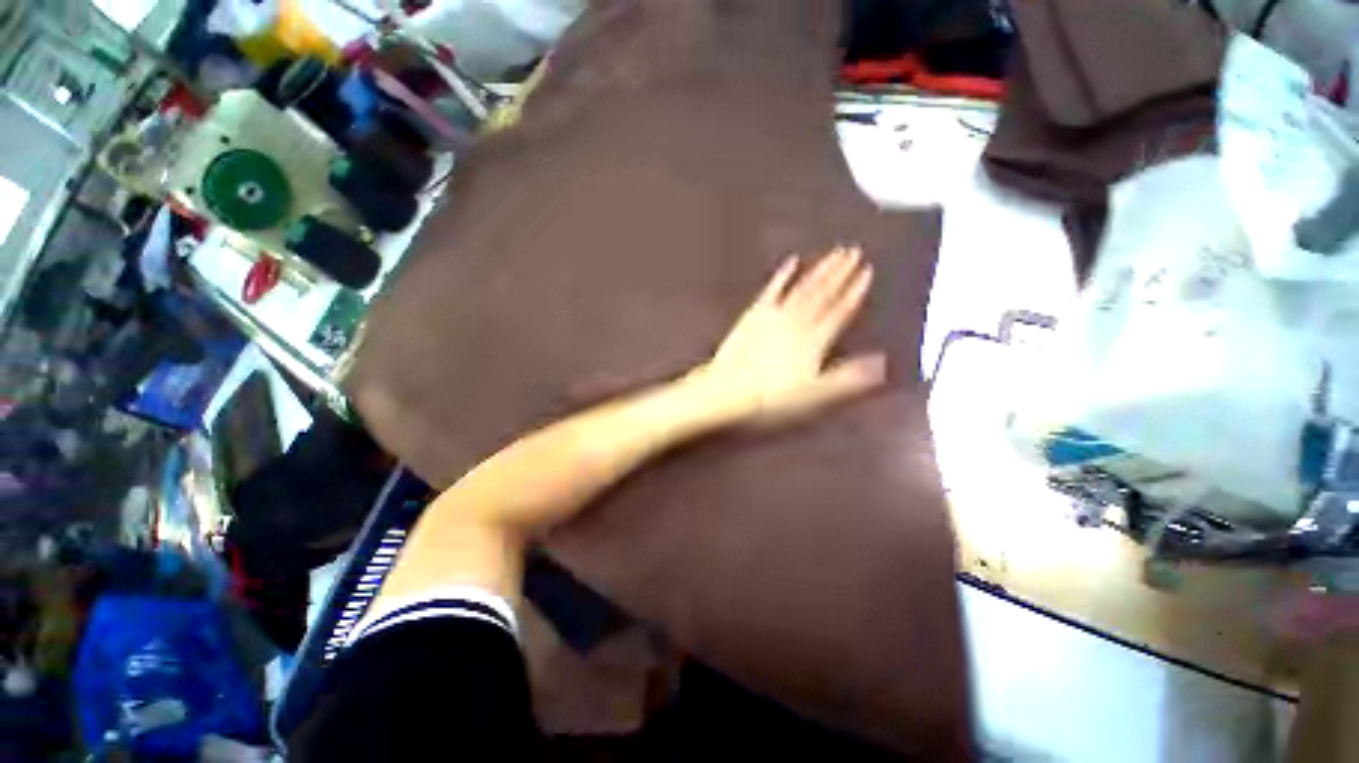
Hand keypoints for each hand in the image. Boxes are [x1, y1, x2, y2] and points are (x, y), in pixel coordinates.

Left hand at [690, 246, 887, 427]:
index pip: (839, 311)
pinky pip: (772, 289)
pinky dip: (783, 275)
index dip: (854, 291)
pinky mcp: (754, 314)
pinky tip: (792, 261)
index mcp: (813, 339)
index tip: (867, 271)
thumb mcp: (814, 394)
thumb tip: (881, 363)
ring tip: (835, 252)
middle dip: (840, 272)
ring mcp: (774, 315)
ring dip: (820, 270)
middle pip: (822, 293)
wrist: (729, 390)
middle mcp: (797, 321)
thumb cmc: (772, 397)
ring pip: (802, 288)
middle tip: (854, 251)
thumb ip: (847, 377)